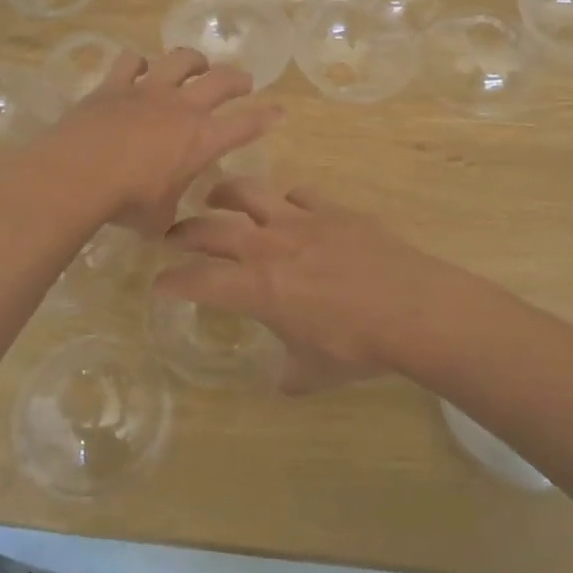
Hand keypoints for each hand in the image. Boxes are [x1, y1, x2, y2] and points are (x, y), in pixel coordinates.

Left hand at [41, 49, 281, 236]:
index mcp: (202, 141)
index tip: (278, 111)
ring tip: (196, 64)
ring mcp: (147, 91)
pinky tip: (138, 67)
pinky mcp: (114, 85)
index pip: (245, 126)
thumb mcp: (158, 220)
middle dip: (237, 78)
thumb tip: (166, 222)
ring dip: (193, 60)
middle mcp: (181, 108)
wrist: (78, 174)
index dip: (265, 118)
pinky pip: (130, 62)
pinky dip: (138, 63)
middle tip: (243, 81)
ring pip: (180, 60)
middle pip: (220, 81)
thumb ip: (168, 214)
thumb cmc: (127, 203)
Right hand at [157, 179, 490, 391]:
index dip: (172, 281)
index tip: (159, 284)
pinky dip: (286, 200)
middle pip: (210, 228)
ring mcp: (300, 220)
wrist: (414, 309)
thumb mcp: (313, 372)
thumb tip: (282, 380)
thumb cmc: (357, 347)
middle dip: (183, 231)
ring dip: (225, 193)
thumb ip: (289, 374)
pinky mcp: (333, 209)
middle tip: (172, 235)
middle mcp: (267, 246)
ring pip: (249, 192)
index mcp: (255, 288)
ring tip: (216, 197)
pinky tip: (290, 207)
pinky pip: (299, 194)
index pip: (197, 280)